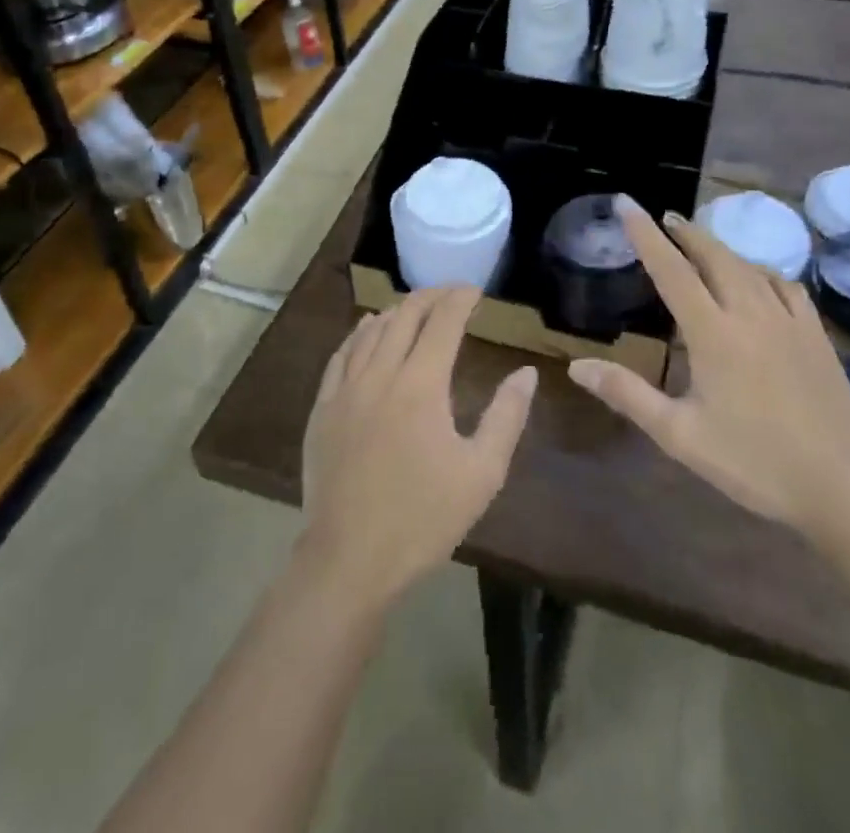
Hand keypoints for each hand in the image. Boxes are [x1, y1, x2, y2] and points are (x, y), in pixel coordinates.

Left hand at [301, 288, 537, 605]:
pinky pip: (342, 354)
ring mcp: (346, 389)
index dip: (460, 299)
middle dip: (431, 296)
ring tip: (415, 307)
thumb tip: (526, 373)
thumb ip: (507, 417)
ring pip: (371, 330)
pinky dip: (360, 333)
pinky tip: (367, 329)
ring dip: (397, 311)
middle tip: (450, 293)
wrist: (349, 559)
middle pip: (405, 316)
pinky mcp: (323, 408)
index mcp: (421, 384)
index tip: (475, 290)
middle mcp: (381, 373)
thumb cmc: (423, 518)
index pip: (443, 322)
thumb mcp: (482, 473)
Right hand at [568, 198, 849, 547]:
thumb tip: (576, 366)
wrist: (839, 486)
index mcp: (713, 333)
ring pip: (748, 266)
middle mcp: (750, 313)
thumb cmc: (751, 463)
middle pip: (713, 256)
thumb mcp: (679, 435)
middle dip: (684, 233)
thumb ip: (627, 394)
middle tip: (663, 219)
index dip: (645, 234)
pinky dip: (760, 271)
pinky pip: (784, 284)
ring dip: (718, 248)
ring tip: (699, 242)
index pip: (671, 270)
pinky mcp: (816, 334)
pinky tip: (756, 278)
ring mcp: (789, 320)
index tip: (626, 203)